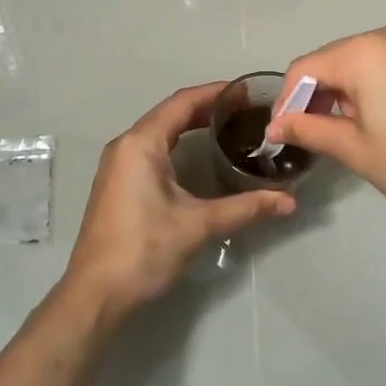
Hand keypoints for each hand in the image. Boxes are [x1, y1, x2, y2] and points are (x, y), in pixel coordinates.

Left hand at [61, 83, 295, 318]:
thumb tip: (289, 201)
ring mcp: (118, 165)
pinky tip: (199, 157)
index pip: (182, 103)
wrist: (96, 293)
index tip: (248, 91)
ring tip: (229, 128)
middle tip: (246, 111)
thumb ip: (246, 208)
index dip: (216, 93)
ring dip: (191, 126)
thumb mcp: (199, 225)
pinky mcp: (118, 184)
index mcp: (141, 144)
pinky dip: (177, 144)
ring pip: (159, 132)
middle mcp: (126, 146)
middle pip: (170, 113)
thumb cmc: (144, 250)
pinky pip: (151, 149)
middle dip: (207, 108)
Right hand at [268, 26, 385, 240]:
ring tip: (355, 127)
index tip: (281, 132)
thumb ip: (309, 129)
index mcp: (365, 52)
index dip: (287, 100)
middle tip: (315, 132)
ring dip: (354, 88)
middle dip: (321, 92)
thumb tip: (276, 126)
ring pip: (373, 60)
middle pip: (340, 58)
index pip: (306, 68)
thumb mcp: (354, 149)